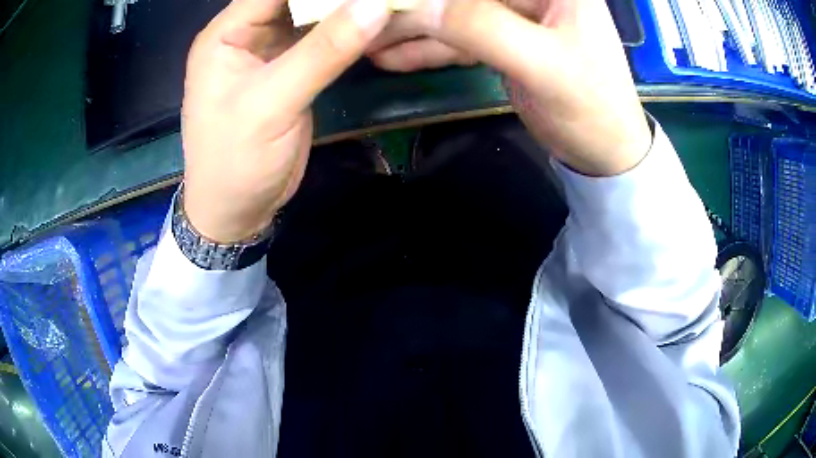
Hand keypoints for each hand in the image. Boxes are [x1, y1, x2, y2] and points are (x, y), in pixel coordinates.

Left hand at [182, 0, 390, 242]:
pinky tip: (372, 25)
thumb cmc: (236, 160)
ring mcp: (268, 51)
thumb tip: (376, 5)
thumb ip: (324, 51)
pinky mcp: (288, 69)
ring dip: (343, 9)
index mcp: (226, 34)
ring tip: (381, 6)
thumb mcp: (273, 103)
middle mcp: (245, 34)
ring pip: (309, 15)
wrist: (236, 211)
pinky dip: (344, 31)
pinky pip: (319, 39)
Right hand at [367, 0, 650, 175]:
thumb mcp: (542, 64)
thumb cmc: (591, 107)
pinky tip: (390, 56)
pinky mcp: (504, 42)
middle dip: (413, 8)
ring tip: (363, 42)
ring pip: (453, 15)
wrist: (604, 153)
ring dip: (409, 30)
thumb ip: (481, 27)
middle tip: (364, 22)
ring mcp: (516, 17)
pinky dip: (426, 49)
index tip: (385, 2)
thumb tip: (418, 4)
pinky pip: (457, 39)